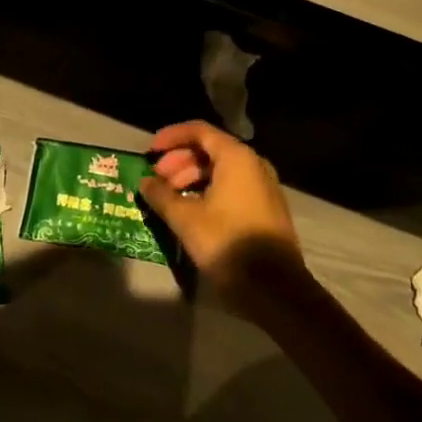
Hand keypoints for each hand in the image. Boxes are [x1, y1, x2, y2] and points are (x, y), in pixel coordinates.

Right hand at [139, 120, 303, 310]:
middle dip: (179, 161)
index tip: (150, 151)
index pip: (199, 131)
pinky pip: (232, 187)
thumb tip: (146, 183)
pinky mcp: (265, 208)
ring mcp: (263, 186)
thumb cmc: (228, 244)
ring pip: (221, 170)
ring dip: (192, 178)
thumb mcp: (186, 219)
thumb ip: (162, 196)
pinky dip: (208, 190)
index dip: (171, 137)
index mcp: (236, 158)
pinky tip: (191, 211)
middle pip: (210, 150)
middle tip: (156, 179)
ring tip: (169, 198)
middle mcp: (253, 164)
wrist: (276, 290)